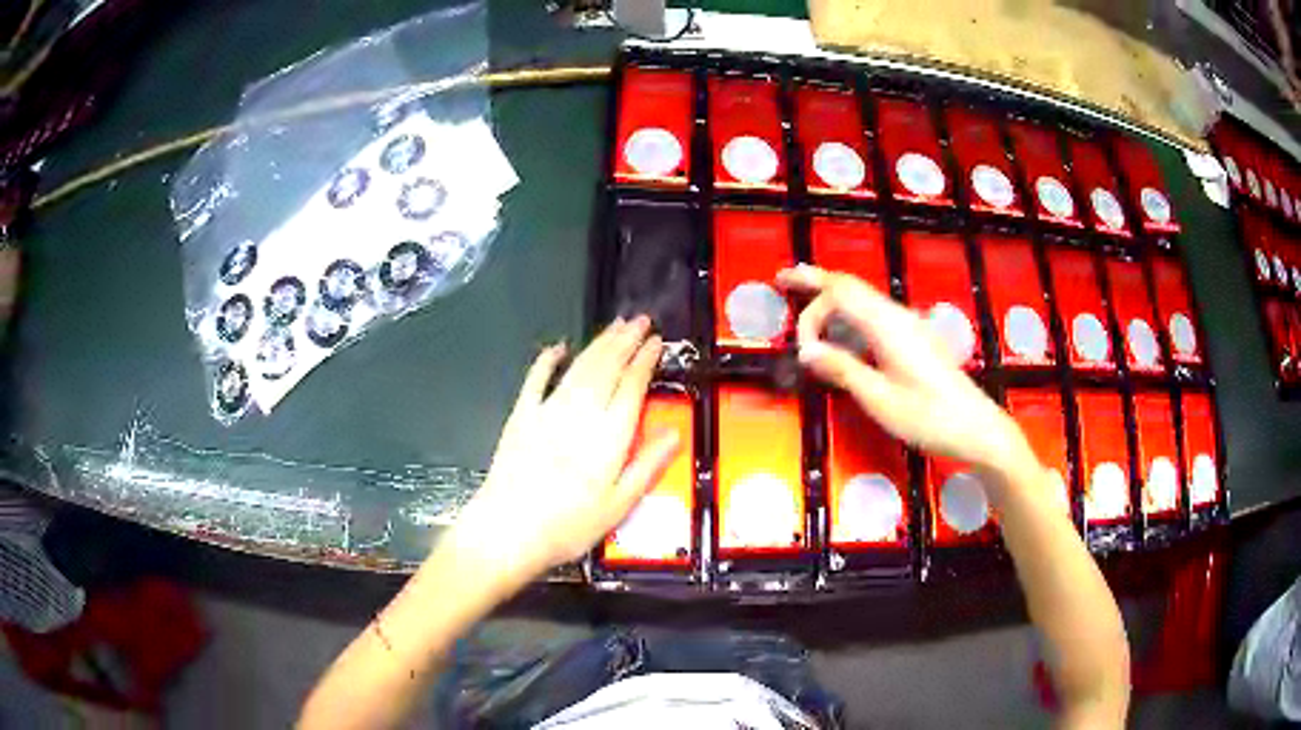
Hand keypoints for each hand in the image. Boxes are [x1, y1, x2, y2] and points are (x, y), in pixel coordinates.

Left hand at [439, 316, 679, 589]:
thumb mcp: (618, 507)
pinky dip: (547, 361)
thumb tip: (674, 435)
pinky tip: (557, 348)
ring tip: (615, 326)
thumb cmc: (567, 526)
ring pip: (579, 368)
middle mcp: (580, 415)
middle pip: (606, 368)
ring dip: (598, 344)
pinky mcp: (521, 417)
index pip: (631, 387)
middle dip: (625, 341)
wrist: (507, 531)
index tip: (657, 342)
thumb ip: (647, 467)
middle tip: (640, 320)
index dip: (645, 361)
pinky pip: (535, 380)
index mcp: (608, 437)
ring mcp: (547, 412)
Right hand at [777, 265, 1031, 476]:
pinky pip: (876, 313)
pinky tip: (843, 329)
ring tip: (806, 296)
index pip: (839, 295)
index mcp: (888, 326)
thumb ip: (843, 370)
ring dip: (833, 296)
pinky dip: (850, 312)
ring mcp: (910, 325)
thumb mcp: (880, 400)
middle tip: (784, 278)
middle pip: (852, 286)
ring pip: (864, 298)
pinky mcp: (916, 338)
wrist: (976, 427)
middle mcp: (898, 316)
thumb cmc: (928, 417)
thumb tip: (807, 351)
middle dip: (816, 280)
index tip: (803, 350)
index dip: (812, 312)